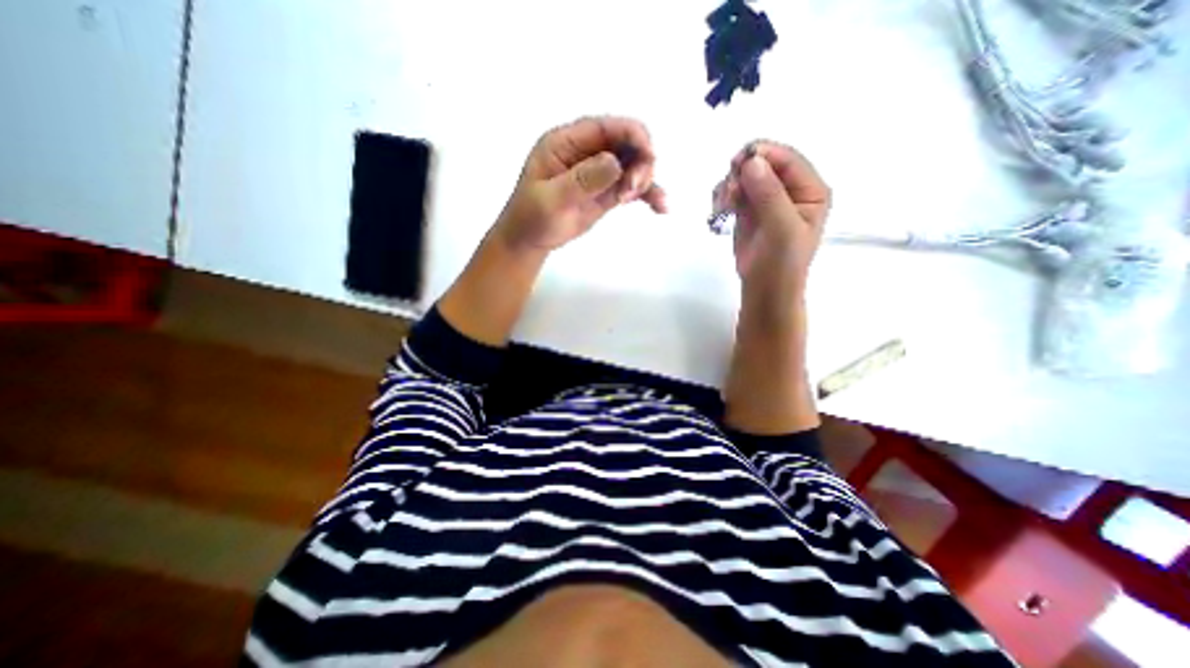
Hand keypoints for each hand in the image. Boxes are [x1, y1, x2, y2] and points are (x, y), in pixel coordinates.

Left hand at [489, 116, 664, 253]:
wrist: (529, 240)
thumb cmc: (532, 217)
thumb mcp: (551, 199)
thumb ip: (582, 180)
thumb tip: (615, 162)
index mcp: (567, 142)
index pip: (605, 127)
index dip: (632, 134)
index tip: (648, 154)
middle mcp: (587, 152)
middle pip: (626, 143)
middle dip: (640, 162)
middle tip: (633, 190)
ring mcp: (599, 172)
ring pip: (633, 165)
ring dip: (646, 180)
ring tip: (651, 202)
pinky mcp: (607, 192)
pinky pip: (632, 187)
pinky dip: (648, 194)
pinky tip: (661, 207)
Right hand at [715, 143, 828, 301]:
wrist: (764, 288)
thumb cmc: (782, 263)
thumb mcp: (782, 229)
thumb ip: (769, 195)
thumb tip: (751, 162)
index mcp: (809, 190)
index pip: (788, 160)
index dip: (764, 154)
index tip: (738, 161)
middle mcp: (789, 190)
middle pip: (763, 164)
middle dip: (742, 173)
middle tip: (728, 192)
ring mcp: (766, 199)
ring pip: (744, 177)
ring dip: (729, 186)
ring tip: (723, 207)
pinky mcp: (748, 210)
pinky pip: (733, 192)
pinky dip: (723, 196)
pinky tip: (720, 209)